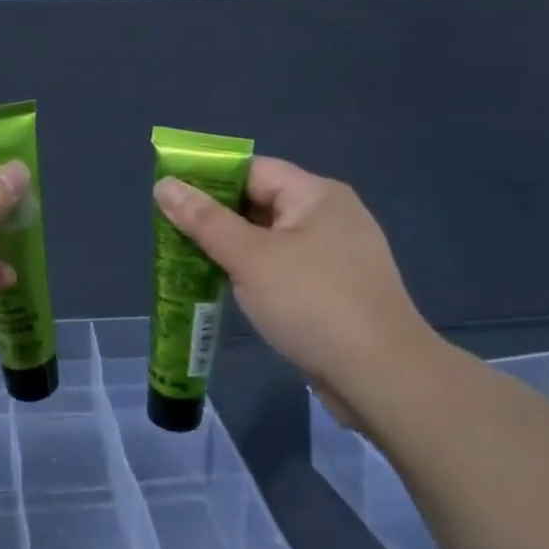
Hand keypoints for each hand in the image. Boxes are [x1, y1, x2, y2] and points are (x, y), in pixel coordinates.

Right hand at [153, 156, 438, 423]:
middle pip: (261, 203)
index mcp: (316, 195)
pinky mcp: (338, 291)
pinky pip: (286, 269)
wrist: (383, 378)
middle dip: (216, 218)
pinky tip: (229, 289)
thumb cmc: (312, 303)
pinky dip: (256, 274)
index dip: (209, 179)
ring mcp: (338, 256)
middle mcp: (331, 216)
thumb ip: (204, 220)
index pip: (252, 170)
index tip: (169, 196)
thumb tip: (164, 185)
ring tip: (190, 260)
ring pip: (271, 240)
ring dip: (233, 249)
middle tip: (171, 232)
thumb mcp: (249, 257)